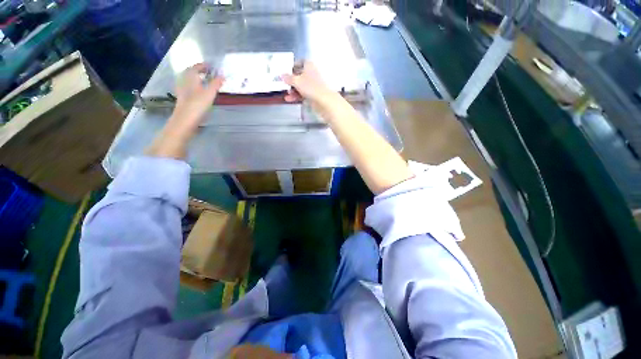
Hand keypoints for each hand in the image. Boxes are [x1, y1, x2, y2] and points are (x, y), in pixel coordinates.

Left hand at [172, 63, 224, 131]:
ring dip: (196, 78)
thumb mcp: (209, 93)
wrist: (185, 119)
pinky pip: (188, 87)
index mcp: (190, 78)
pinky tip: (198, 91)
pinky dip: (194, 86)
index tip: (210, 65)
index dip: (202, 65)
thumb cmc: (197, 105)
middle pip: (190, 73)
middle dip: (198, 71)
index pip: (195, 67)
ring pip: (189, 80)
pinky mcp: (183, 98)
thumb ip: (216, 84)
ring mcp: (182, 90)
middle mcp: (184, 82)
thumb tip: (223, 75)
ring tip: (204, 81)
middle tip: (207, 72)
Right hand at [282, 61, 334, 105]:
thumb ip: (288, 78)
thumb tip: (281, 75)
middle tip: (284, 85)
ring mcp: (314, 85)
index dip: (293, 66)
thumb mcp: (296, 81)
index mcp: (309, 66)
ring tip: (287, 95)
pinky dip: (297, 96)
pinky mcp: (314, 95)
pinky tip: (290, 100)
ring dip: (293, 90)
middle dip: (291, 81)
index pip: (300, 62)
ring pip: (301, 86)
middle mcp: (312, 74)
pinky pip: (304, 94)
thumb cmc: (310, 87)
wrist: (324, 100)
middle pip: (300, 76)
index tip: (286, 71)